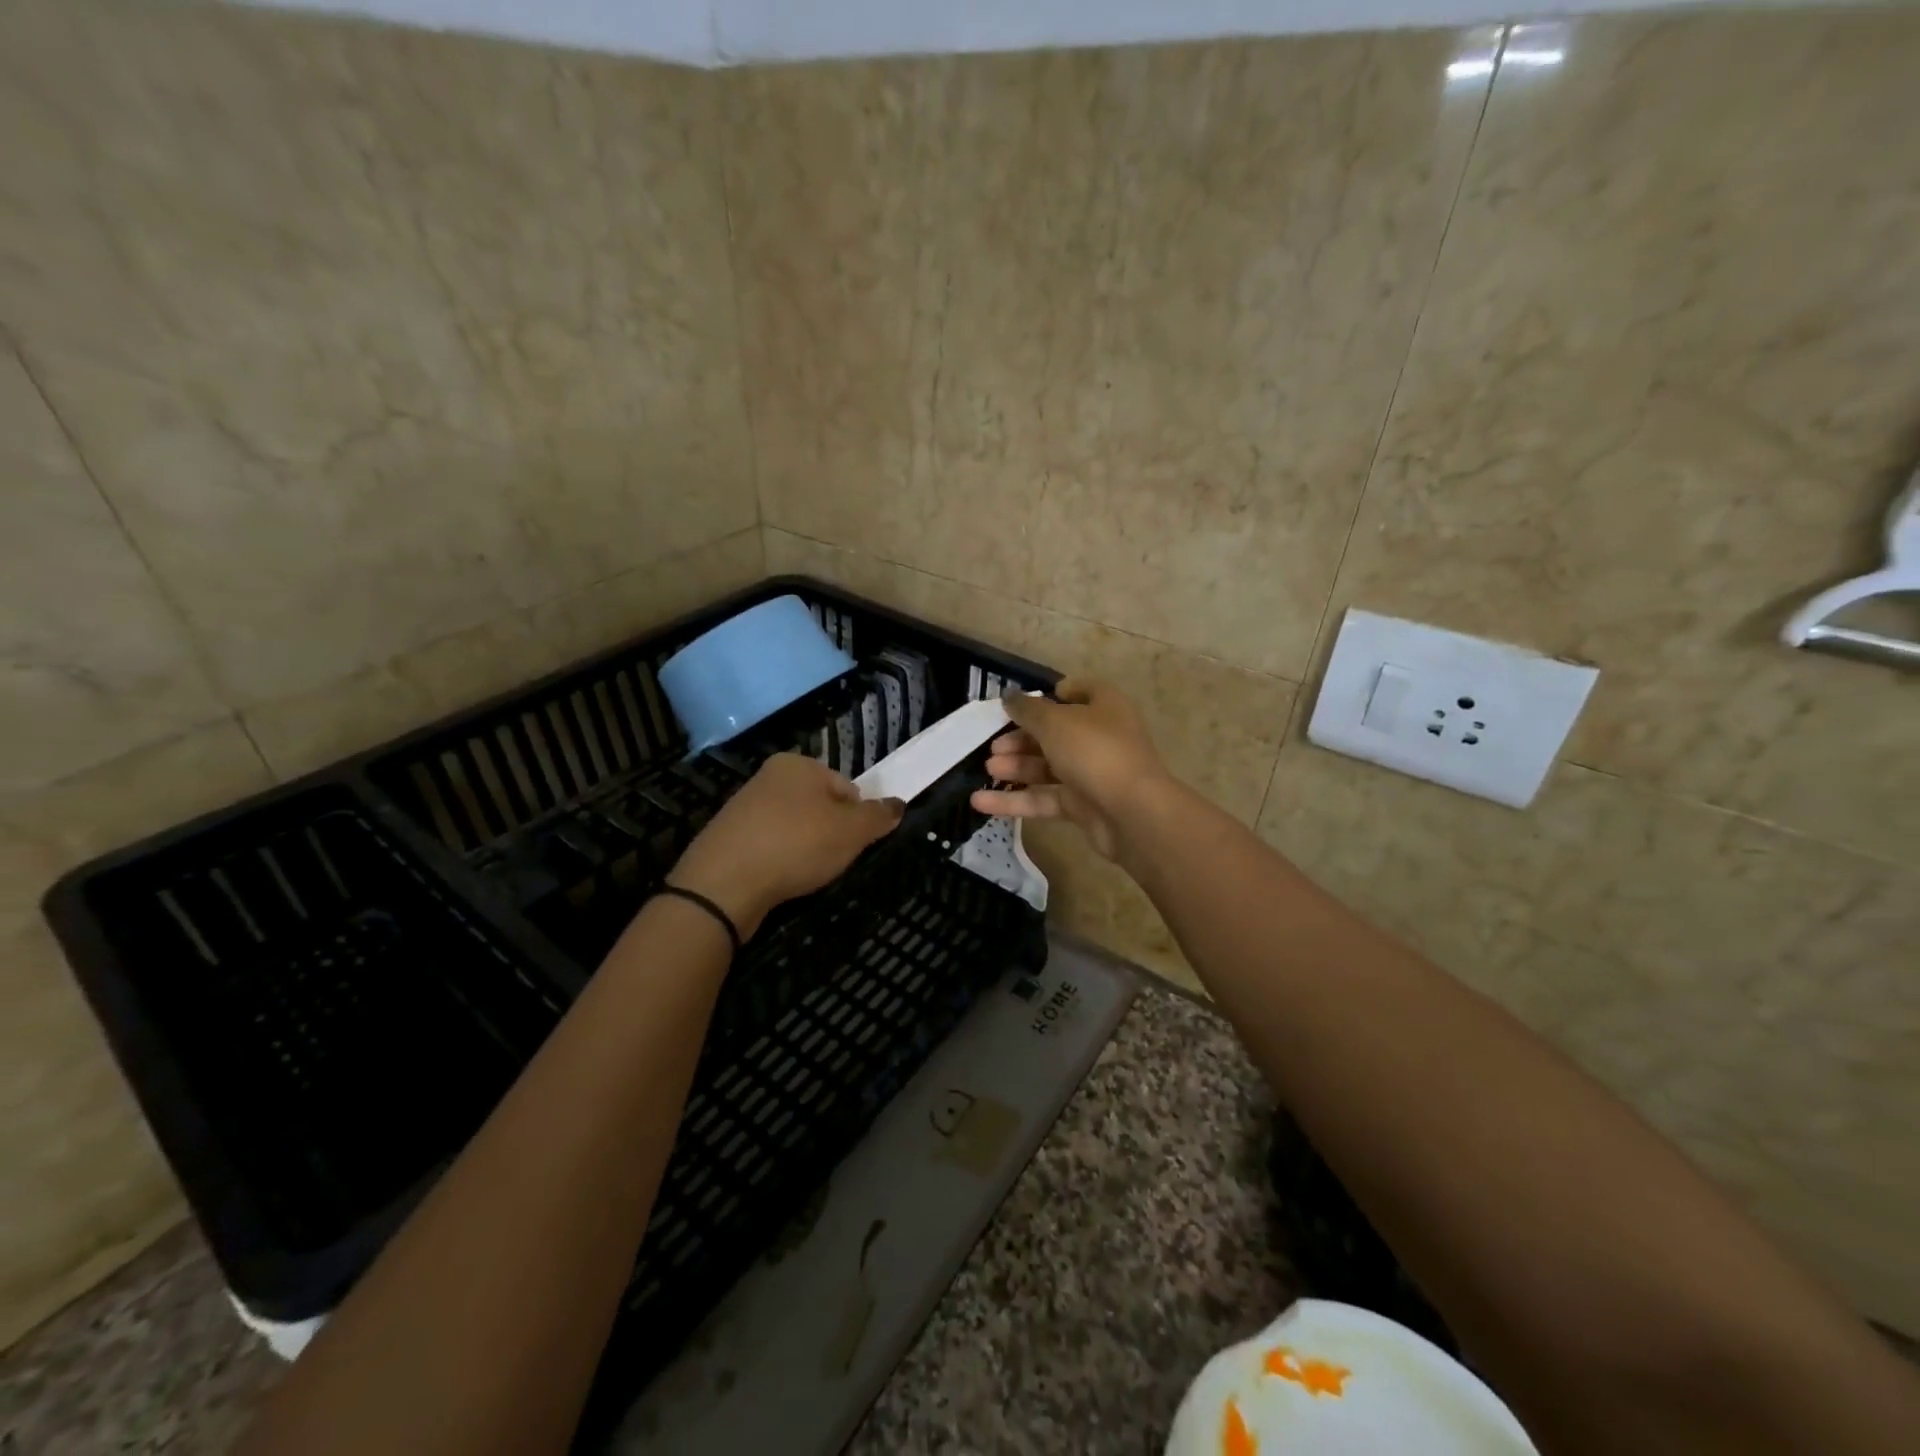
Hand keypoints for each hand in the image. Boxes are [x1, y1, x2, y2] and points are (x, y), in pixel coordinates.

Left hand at [669, 754, 903, 939]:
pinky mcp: (729, 838)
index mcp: (798, 764)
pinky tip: (780, 879)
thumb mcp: (851, 831)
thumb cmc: (796, 845)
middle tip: (831, 861)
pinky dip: (780, 860)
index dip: (857, 818)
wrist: (723, 883)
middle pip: (820, 806)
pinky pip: (769, 846)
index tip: (853, 844)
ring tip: (805, 873)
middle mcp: (769, 776)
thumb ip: (878, 816)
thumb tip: (897, 804)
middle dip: (831, 833)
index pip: (847, 787)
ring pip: (795, 828)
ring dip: (805, 848)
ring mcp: (745, 806)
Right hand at [969, 678, 1172, 859]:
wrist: (1132, 813)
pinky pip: (1044, 799)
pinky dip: (1014, 800)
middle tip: (994, 744)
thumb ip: (1028, 709)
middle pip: (1056, 732)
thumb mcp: (1055, 722)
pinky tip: (980, 802)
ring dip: (1017, 766)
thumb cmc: (1094, 751)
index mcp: (1104, 707)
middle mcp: (1100, 737)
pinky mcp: (1083, 806)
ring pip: (1048, 767)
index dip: (1054, 694)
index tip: (1023, 703)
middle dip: (1022, 738)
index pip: (1081, 691)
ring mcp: (1092, 773)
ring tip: (988, 768)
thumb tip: (1009, 696)